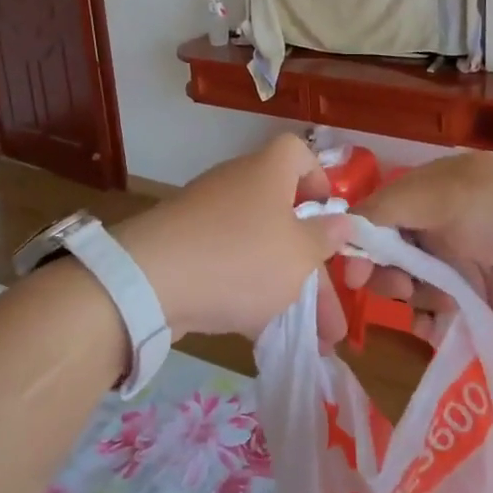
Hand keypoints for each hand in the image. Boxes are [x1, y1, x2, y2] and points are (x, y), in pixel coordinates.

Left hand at [115, 134, 355, 343]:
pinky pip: (228, 265)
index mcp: (267, 172)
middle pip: (284, 216)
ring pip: (259, 248)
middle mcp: (237, 185)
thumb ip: (324, 239)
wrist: (151, 281)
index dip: (318, 178)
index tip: (329, 216)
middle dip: (313, 269)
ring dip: (286, 289)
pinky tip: (265, 335)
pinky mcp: (184, 248)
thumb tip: (342, 221)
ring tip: (312, 339)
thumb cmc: (242, 257)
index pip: (297, 152)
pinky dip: (249, 294)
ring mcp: (207, 217)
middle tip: (333, 318)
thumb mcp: (298, 254)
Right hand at [342, 154, 492, 332]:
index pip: (375, 213)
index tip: (350, 271)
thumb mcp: (447, 197)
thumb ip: (391, 210)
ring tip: (424, 305)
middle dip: (380, 271)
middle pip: (386, 250)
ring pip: (408, 283)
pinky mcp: (477, 297)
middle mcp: (437, 223)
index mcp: (429, 189)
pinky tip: (432, 329)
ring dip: (404, 296)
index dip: (356, 240)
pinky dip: (428, 320)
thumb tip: (344, 229)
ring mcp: (458, 261)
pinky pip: (437, 310)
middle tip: (395, 288)